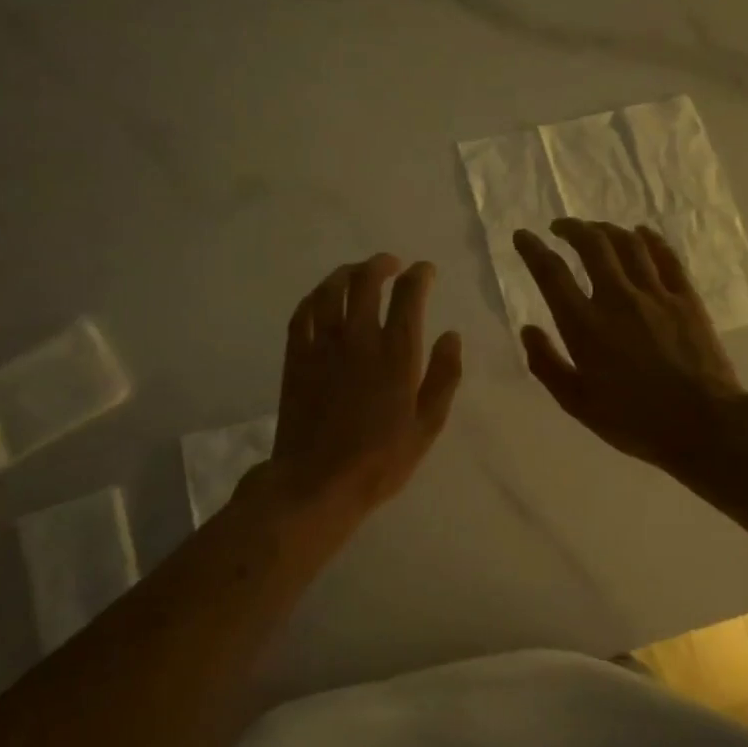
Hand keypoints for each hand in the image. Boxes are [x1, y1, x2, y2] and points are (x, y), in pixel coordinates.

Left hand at [266, 254, 461, 526]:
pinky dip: (314, 297)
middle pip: (367, 281)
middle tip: (391, 264)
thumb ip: (444, 376)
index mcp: (396, 354)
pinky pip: (302, 314)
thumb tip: (451, 335)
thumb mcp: (427, 425)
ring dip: (346, 273)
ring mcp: (323, 346)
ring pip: (331, 290)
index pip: (409, 295)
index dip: (420, 275)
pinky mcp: (296, 358)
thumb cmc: (380, 460)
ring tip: (357, 272)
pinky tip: (322, 297)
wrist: (317, 482)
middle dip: (382, 264)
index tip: (425, 271)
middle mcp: (359, 338)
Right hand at [514, 220, 747, 477]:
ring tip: (595, 230)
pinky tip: (641, 233)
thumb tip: (528, 330)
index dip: (533, 250)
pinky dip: (650, 238)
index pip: (551, 273)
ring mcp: (655, 295)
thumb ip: (547, 364)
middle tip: (560, 227)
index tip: (522, 236)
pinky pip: (666, 257)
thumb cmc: (634, 420)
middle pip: (592, 245)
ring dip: (606, 229)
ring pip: (628, 244)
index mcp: (584, 325)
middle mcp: (617, 299)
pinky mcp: (686, 299)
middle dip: (571, 228)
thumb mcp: (577, 403)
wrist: (703, 425)